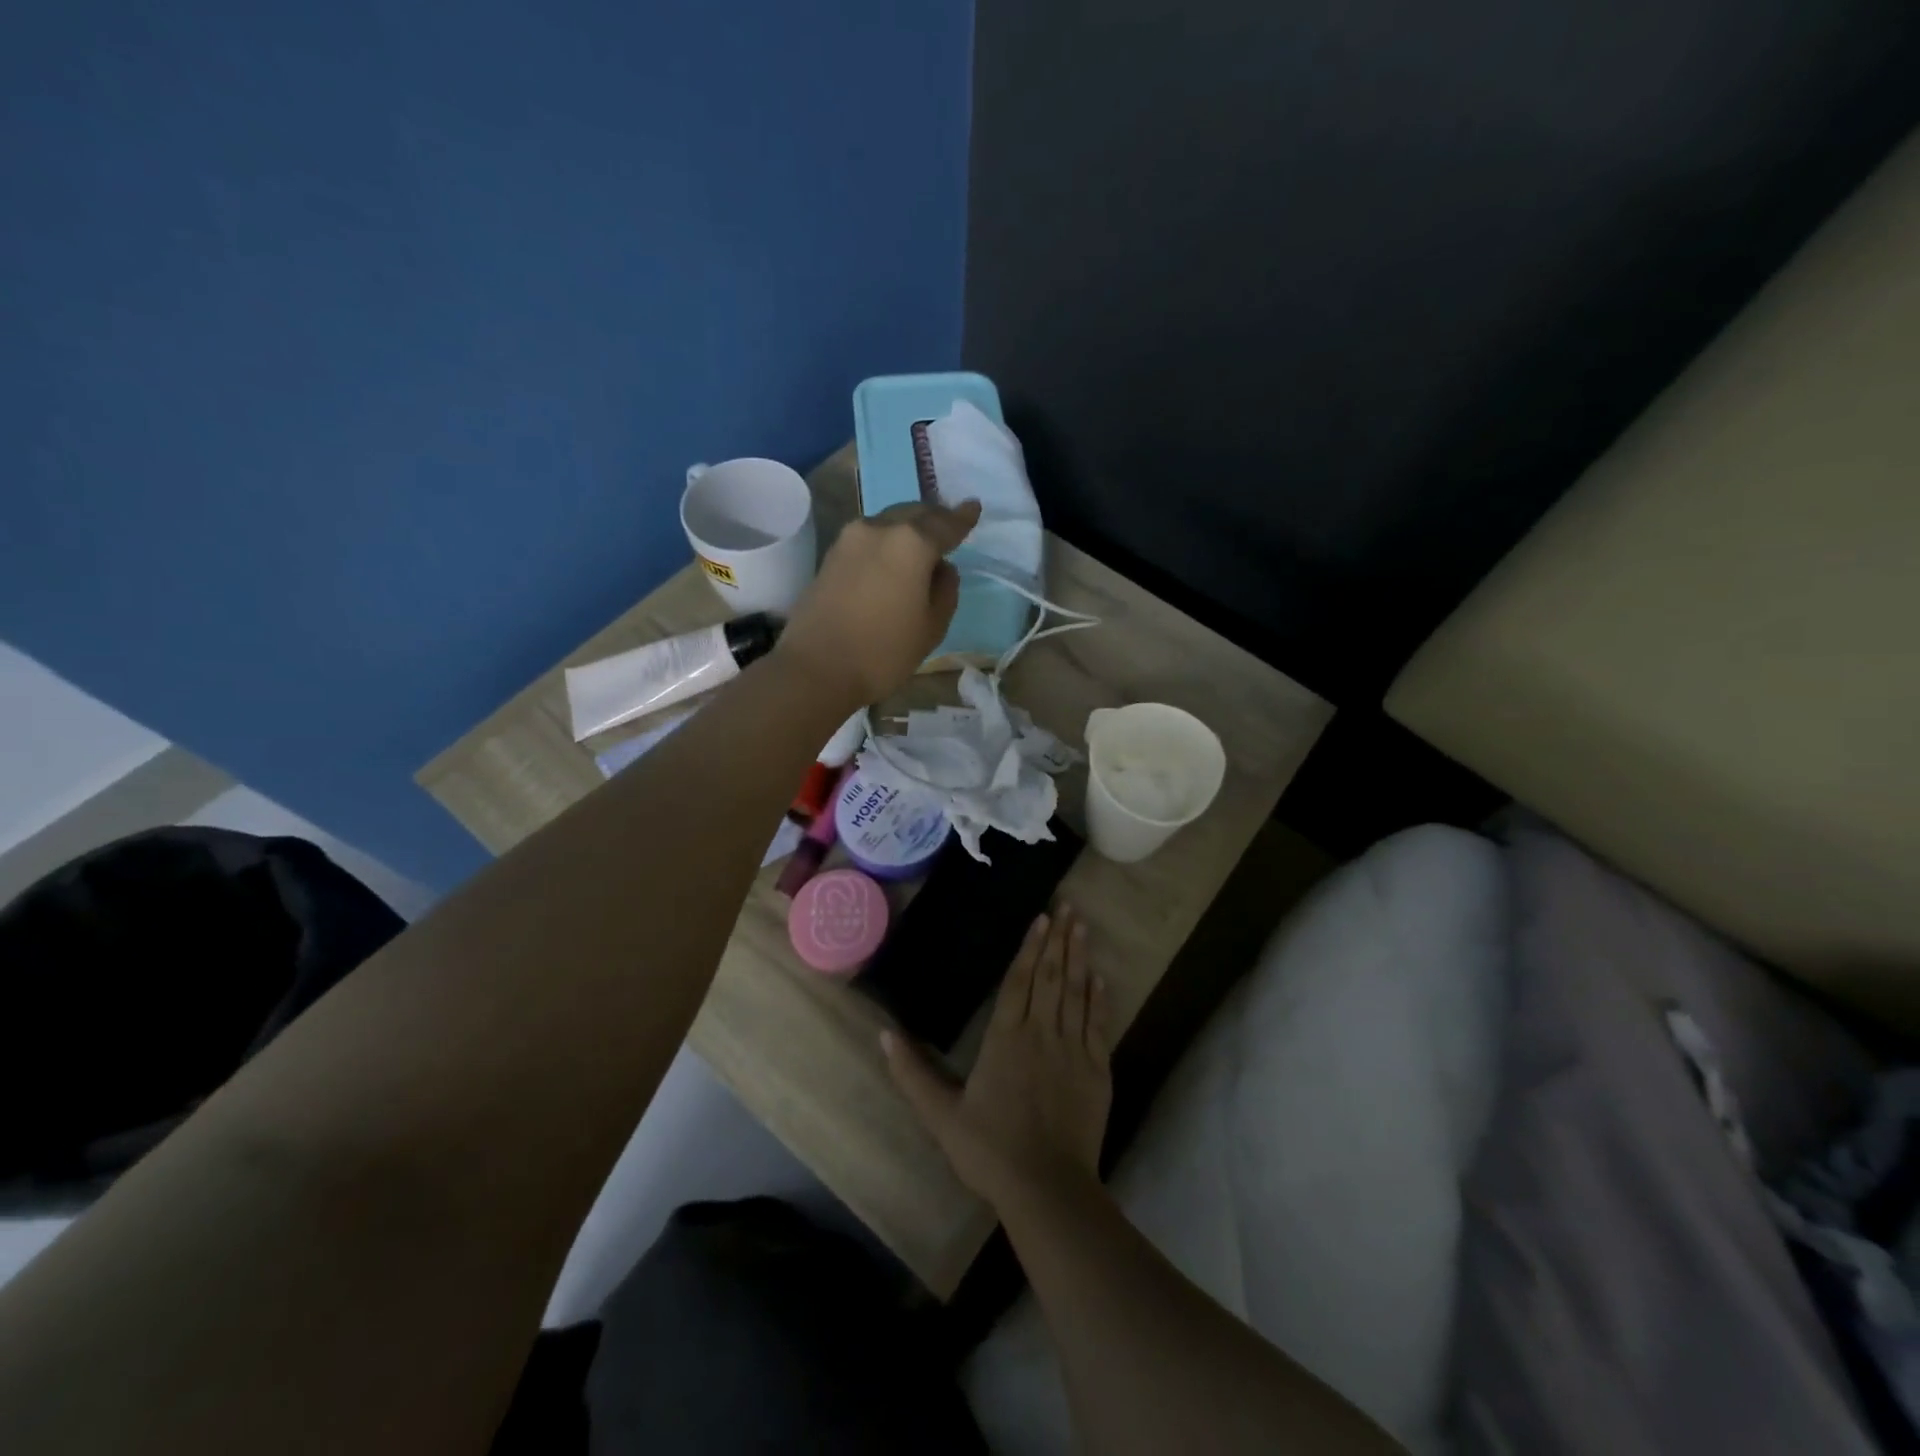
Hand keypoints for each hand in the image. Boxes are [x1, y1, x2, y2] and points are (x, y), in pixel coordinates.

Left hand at [777, 499, 981, 705]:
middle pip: (914, 514)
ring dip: (907, 528)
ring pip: (888, 523)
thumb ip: (945, 591)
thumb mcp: (932, 627)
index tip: (974, 507)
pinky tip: (892, 559)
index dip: (962, 517)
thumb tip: (941, 569)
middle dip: (934, 517)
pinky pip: (869, 538)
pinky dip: (886, 542)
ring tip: (921, 543)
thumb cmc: (883, 652)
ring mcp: (849, 540)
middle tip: (949, 525)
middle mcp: (879, 529)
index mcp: (912, 543)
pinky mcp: (830, 557)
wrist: (815, 668)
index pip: (945, 524)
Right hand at [883, 904, 1111, 1211]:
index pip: (1019, 982)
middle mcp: (1042, 1034)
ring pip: (1076, 993)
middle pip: (1051, 978)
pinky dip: (1098, 998)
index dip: (1030, 948)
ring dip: (1079, 957)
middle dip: (1058, 940)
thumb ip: (912, 1074)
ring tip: (1083, 927)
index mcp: (1006, 1039)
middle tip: (1068, 907)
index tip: (1041, 919)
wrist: (1047, 1188)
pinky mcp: (1096, 1071)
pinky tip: (1099, 977)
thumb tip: (884, 1034)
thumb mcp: (941, 1115)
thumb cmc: (990, 1149)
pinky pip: (1097, 1024)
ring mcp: (1073, 1050)